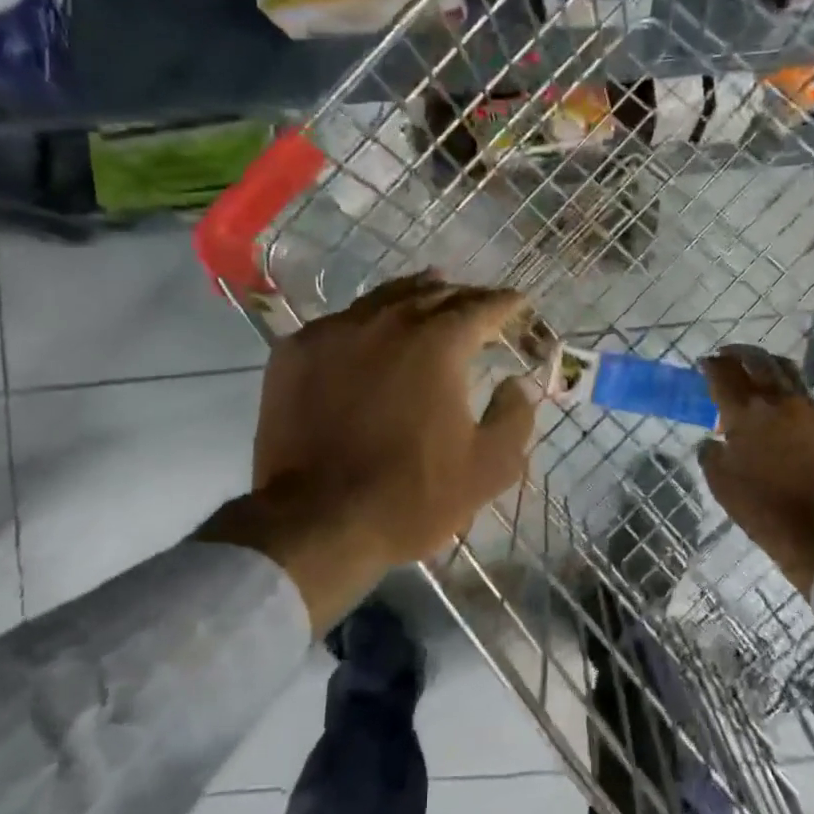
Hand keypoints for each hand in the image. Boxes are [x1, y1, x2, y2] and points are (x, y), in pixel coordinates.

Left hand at [201, 272, 537, 632]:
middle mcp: (386, 322)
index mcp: (438, 343)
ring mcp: (334, 332)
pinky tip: (369, 332)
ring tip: (430, 292)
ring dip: (415, 296)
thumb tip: (517, 383)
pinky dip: (366, 321)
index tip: (518, 302)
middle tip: (478, 303)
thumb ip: (514, 417)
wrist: (314, 521)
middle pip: (432, 294)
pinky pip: (340, 322)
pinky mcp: (294, 352)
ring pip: (383, 299)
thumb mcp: (487, 468)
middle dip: (462, 296)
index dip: (505, 303)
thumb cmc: (410, 496)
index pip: (481, 307)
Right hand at [698, 344, 813, 596]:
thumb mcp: (721, 483)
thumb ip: (711, 453)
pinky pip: (803, 391)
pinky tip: (779, 401)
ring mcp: (808, 408)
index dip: (711, 365)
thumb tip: (714, 439)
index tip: (704, 364)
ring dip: (765, 363)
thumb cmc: (763, 509)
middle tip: (726, 357)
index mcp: (746, 412)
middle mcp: (778, 400)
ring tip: (754, 370)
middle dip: (738, 353)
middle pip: (757, 359)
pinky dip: (786, 386)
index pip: (723, 373)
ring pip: (785, 369)